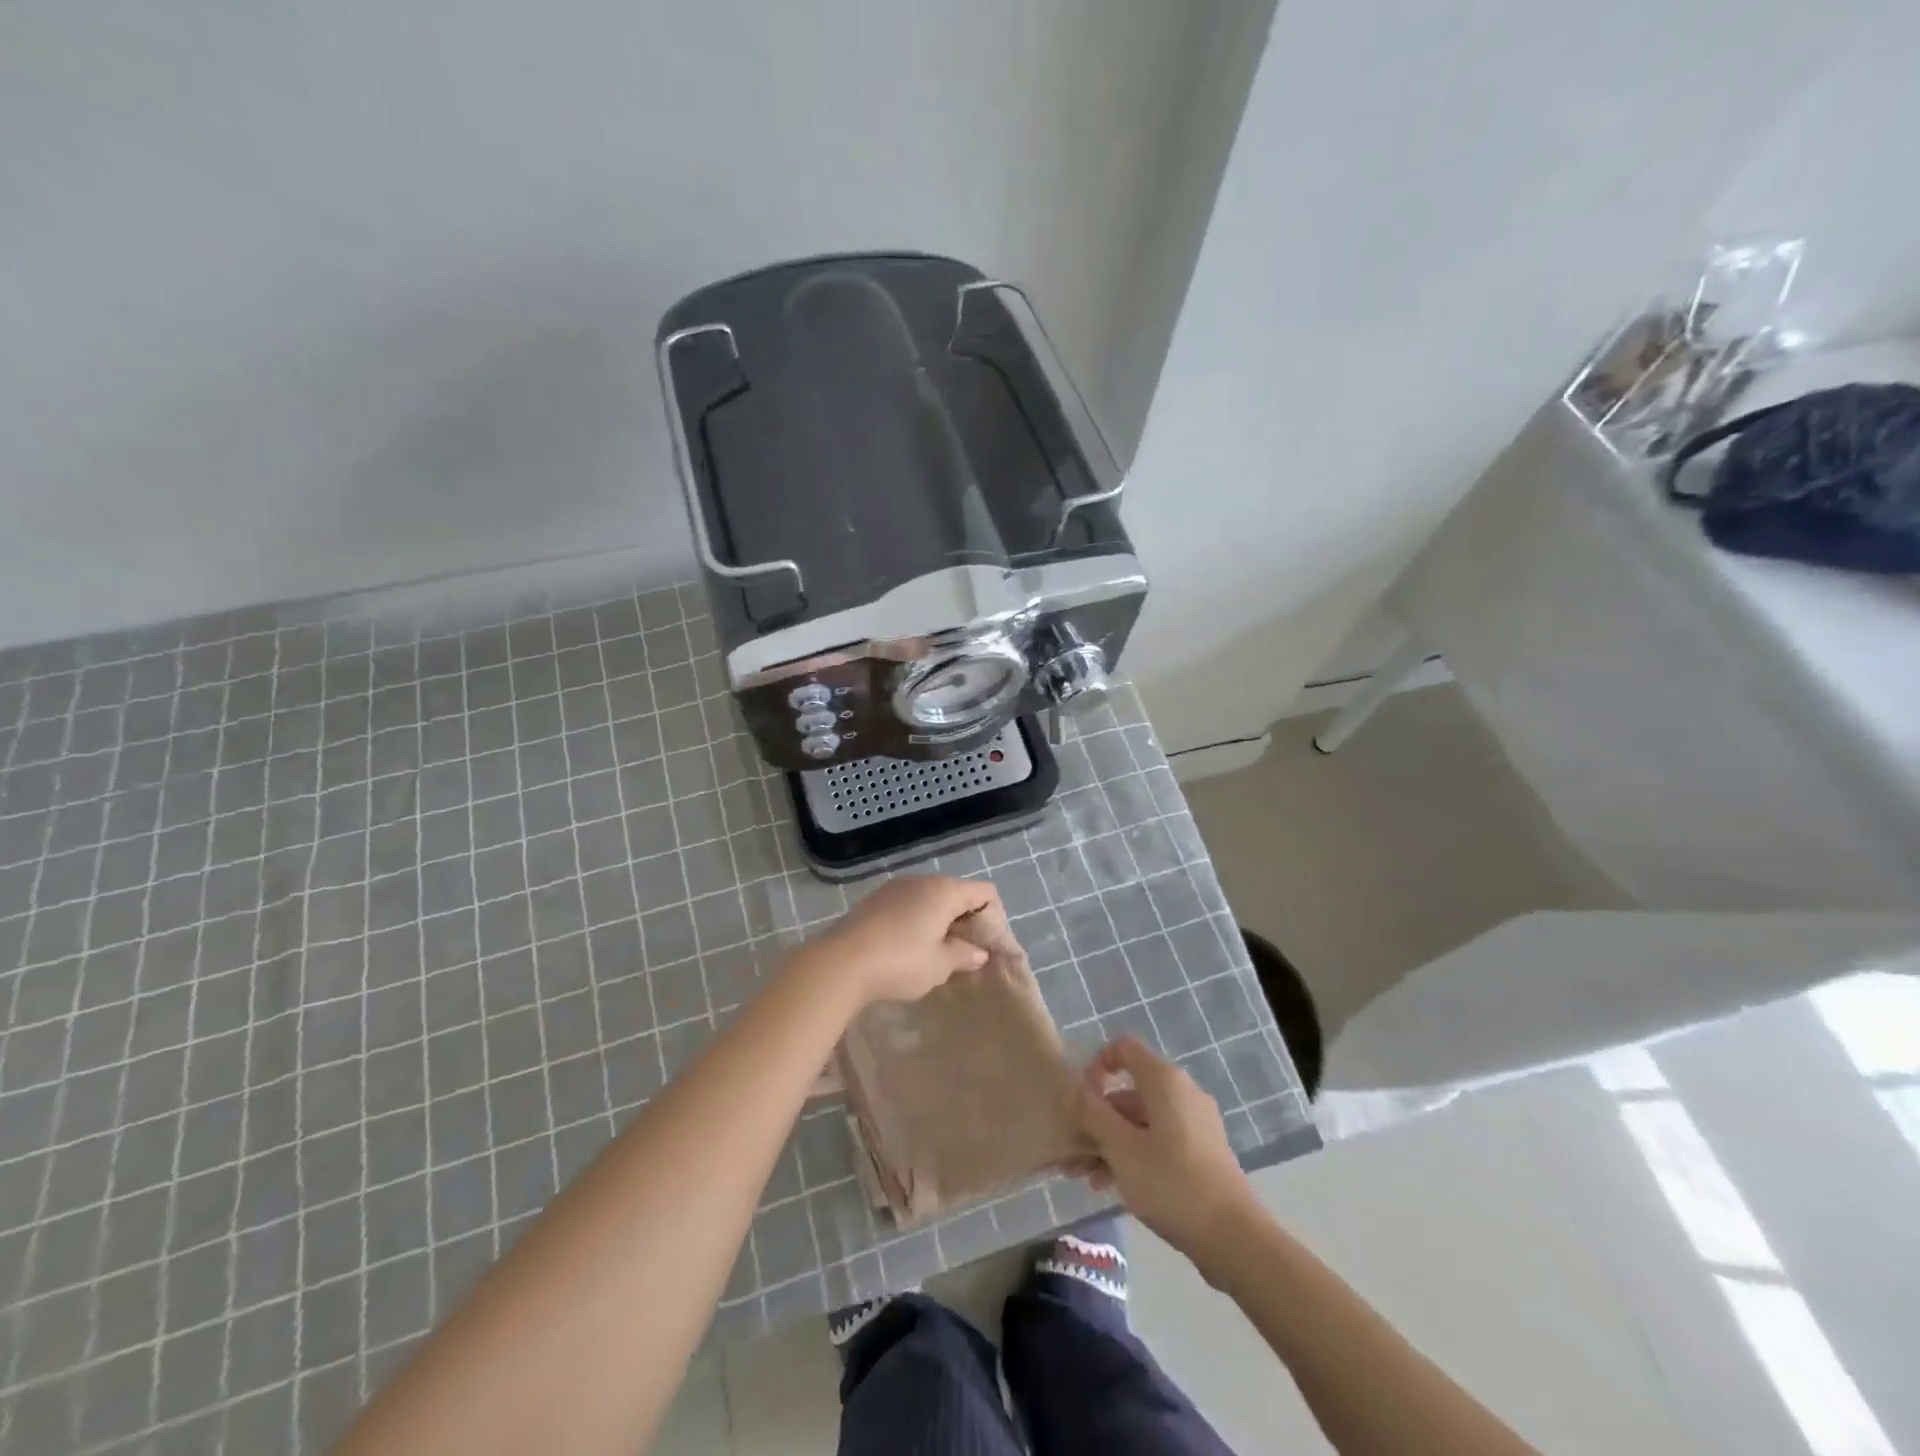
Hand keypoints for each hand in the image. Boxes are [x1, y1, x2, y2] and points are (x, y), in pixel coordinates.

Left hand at [803, 876, 996, 1006]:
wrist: (839, 963)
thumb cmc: (900, 962)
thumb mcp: (940, 965)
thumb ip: (964, 955)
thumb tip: (979, 952)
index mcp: (944, 890)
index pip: (984, 892)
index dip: (994, 918)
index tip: (988, 948)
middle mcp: (921, 880)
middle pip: (957, 894)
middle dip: (966, 922)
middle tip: (966, 955)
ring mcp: (894, 888)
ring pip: (930, 900)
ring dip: (940, 923)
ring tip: (937, 955)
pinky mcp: (874, 901)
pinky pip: (908, 906)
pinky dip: (917, 922)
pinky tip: (909, 950)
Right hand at [1075, 1037, 1256, 1263]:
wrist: (1234, 1237)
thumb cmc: (1172, 1183)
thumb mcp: (1121, 1148)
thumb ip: (1093, 1114)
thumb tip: (1075, 1090)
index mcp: (1165, 1081)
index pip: (1123, 1049)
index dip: (1097, 1066)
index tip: (1081, 1100)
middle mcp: (1182, 1093)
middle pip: (1129, 1092)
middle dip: (1097, 1120)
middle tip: (1073, 1155)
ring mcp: (1195, 1123)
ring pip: (1142, 1122)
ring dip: (1111, 1143)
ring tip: (1086, 1179)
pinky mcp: (1203, 1152)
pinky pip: (1159, 1141)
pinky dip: (1135, 1155)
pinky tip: (1113, 1186)